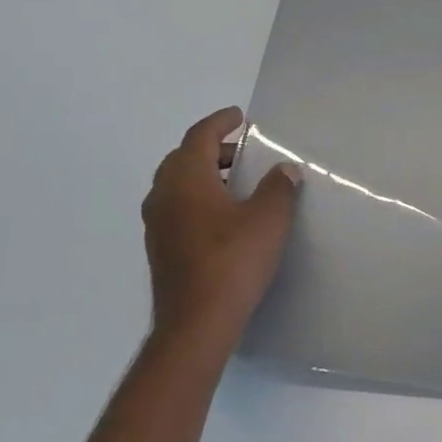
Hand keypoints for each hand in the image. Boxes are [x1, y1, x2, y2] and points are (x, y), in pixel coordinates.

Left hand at [143, 106, 301, 347]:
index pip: (199, 137)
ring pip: (177, 185)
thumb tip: (285, 170)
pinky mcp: (160, 249)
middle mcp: (163, 196)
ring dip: (203, 175)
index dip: (220, 122)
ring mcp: (157, 225)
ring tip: (235, 183)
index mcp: (186, 180)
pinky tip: (222, 217)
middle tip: (242, 152)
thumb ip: (278, 188)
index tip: (240, 117)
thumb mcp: (268, 220)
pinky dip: (197, 199)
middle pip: (183, 158)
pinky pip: (176, 208)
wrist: (196, 324)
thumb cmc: (233, 262)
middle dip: (212, 149)